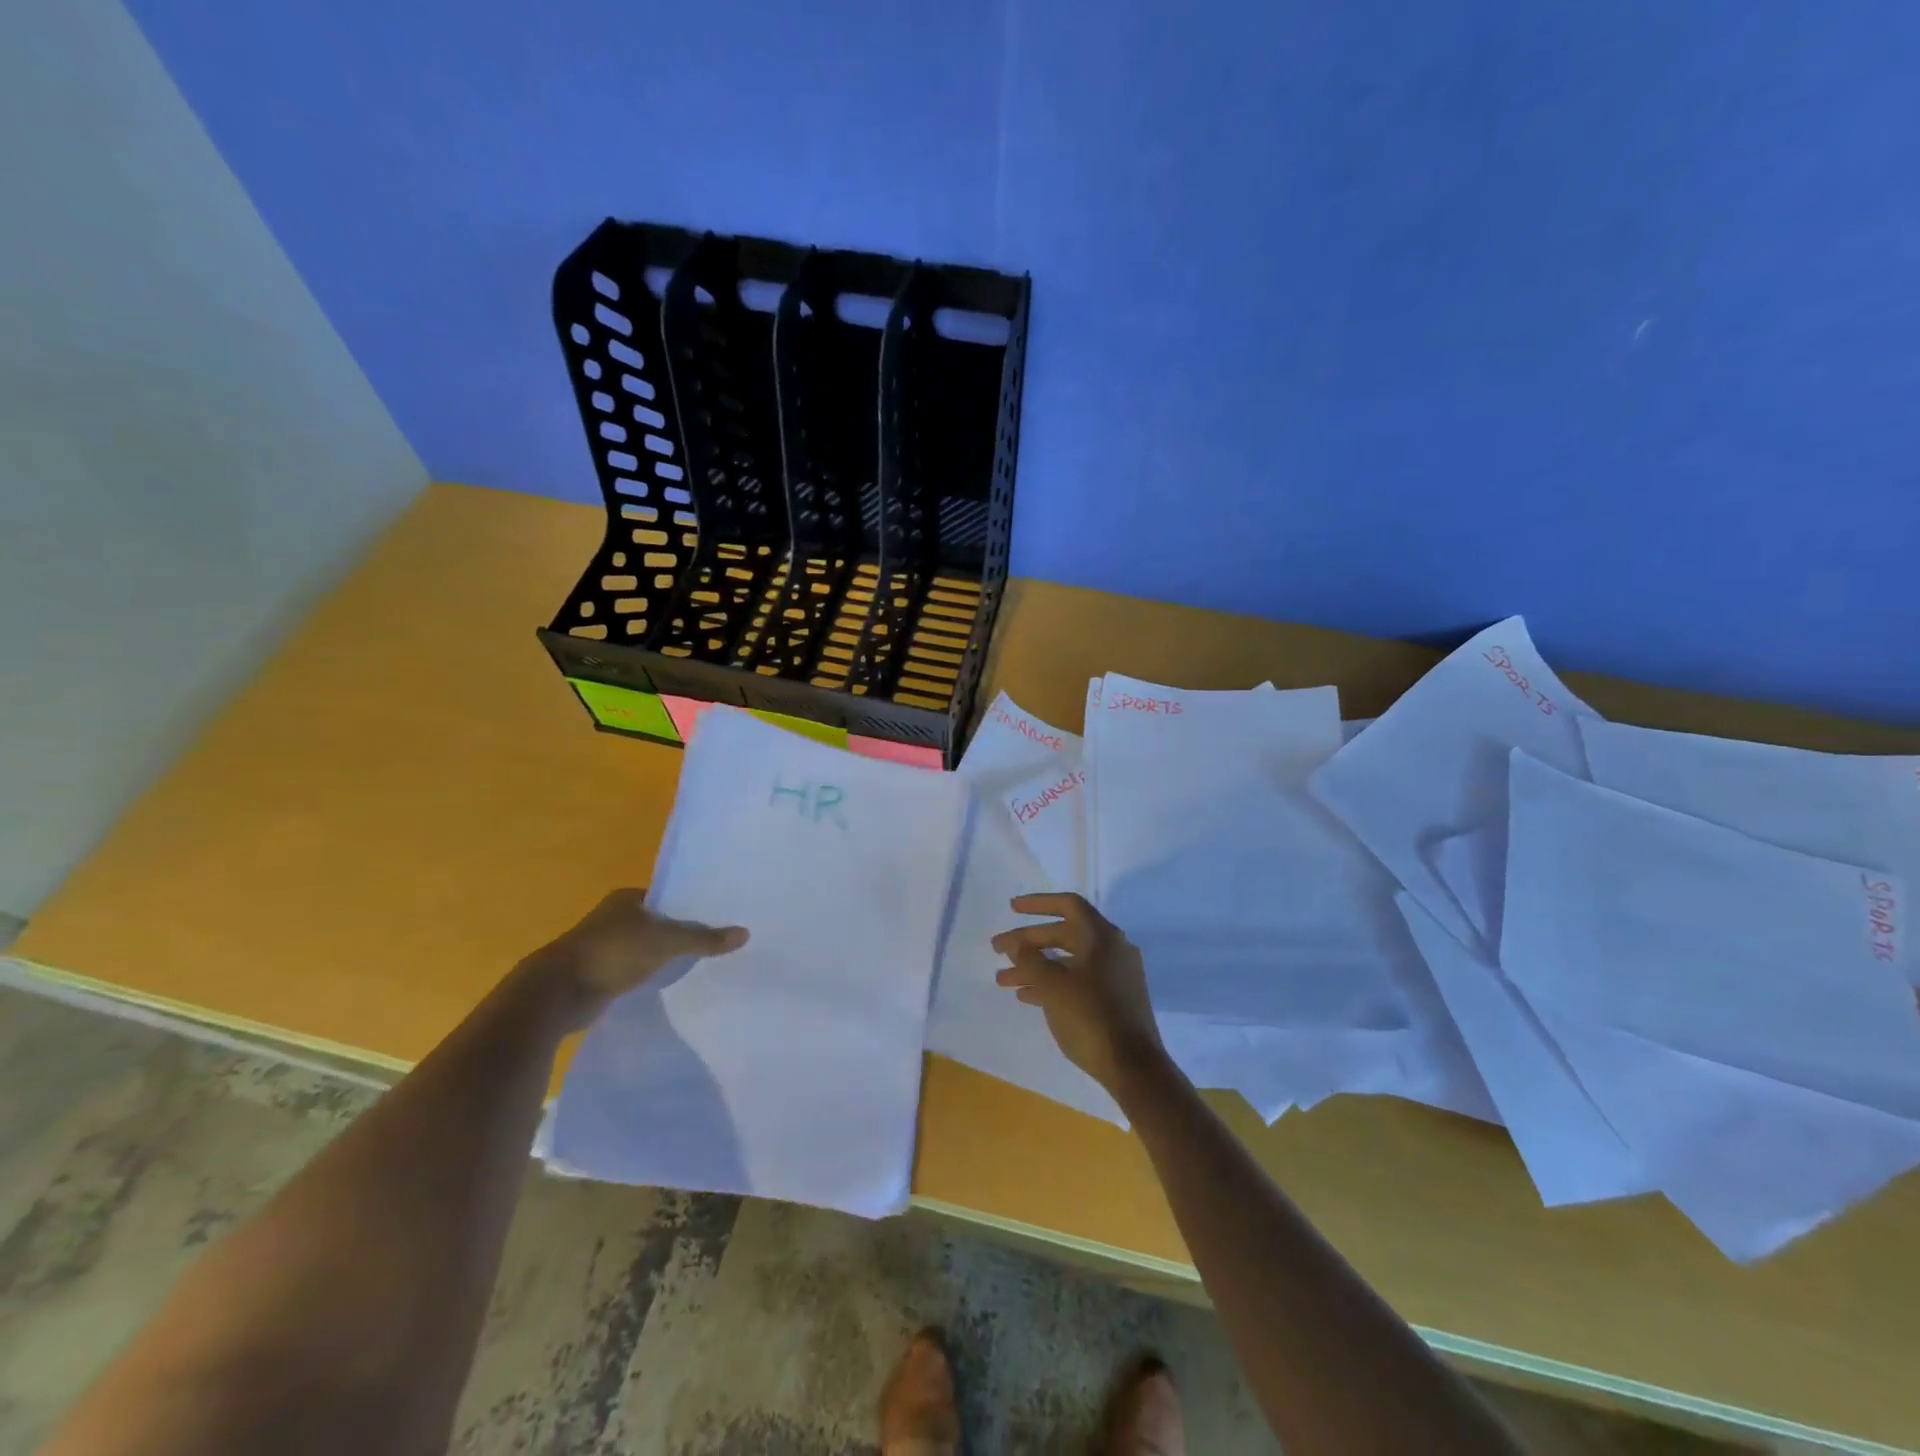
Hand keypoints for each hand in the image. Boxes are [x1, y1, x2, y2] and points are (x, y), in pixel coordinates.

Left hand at [520, 889, 747, 1025]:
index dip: (692, 903)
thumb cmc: (611, 953)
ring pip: (648, 945)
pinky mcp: (602, 973)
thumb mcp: (665, 942)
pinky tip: (673, 978)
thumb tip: (745, 933)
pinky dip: (653, 971)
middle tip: (718, 936)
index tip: (719, 913)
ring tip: (703, 959)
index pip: (668, 895)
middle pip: (659, 920)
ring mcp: (606, 946)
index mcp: (626, 898)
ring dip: (667, 952)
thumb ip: (704, 939)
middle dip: (683, 928)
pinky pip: (637, 967)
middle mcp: (615, 917)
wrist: (557, 994)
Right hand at [991, 893, 1163, 1093]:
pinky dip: (1053, 982)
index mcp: (1102, 937)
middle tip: (997, 950)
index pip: (1068, 905)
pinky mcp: (1115, 998)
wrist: (1134, 1067)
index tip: (1011, 909)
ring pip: (1068, 960)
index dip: (1038, 903)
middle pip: (1064, 933)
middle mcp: (1112, 949)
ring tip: (1004, 980)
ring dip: (1036, 966)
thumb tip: (1015, 943)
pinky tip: (1027, 996)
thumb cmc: (1091, 1018)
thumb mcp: (1053, 986)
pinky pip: (1078, 979)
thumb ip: (1030, 960)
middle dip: (1028, 942)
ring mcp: (1116, 974)